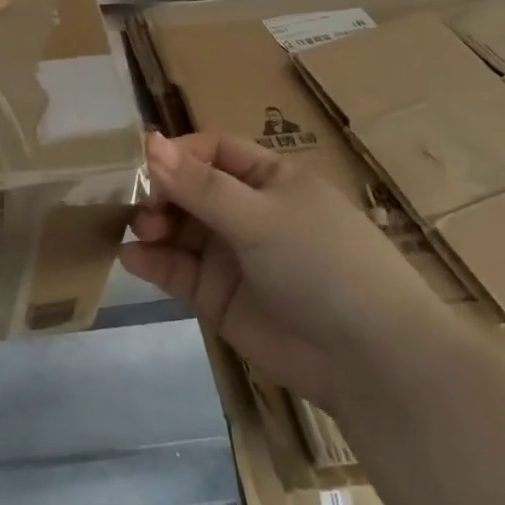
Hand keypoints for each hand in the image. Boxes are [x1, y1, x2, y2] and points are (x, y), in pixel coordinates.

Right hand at [120, 132, 443, 409]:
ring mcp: (231, 255)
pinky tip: (133, 259)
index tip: (141, 164)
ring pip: (178, 229)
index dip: (176, 154)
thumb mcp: (261, 216)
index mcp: (269, 180)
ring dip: (152, 226)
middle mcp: (246, 211)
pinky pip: (177, 270)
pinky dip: (152, 262)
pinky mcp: (217, 295)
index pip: (211, 150)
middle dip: (160, 194)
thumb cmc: (324, 266)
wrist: (372, 362)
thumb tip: (148, 142)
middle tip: (142, 210)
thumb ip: (200, 185)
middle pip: (187, 189)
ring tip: (139, 233)